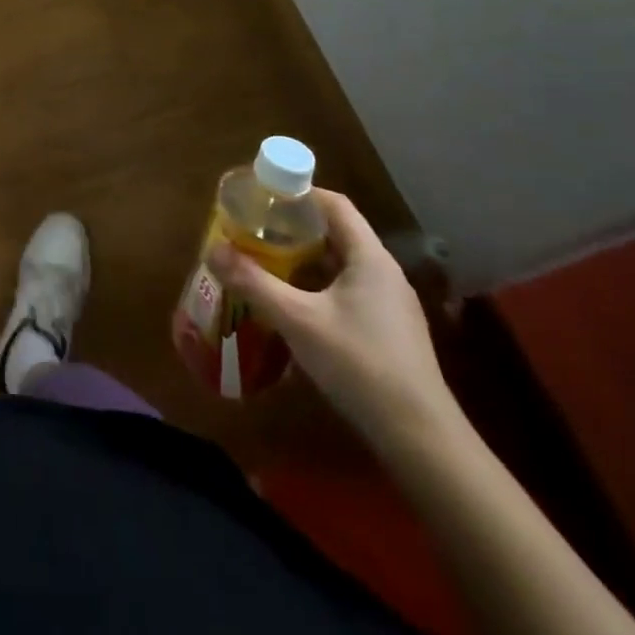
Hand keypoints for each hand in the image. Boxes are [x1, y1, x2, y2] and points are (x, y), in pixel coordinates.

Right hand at [208, 189, 457, 454]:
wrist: (422, 441)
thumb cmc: (360, 365)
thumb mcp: (298, 320)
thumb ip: (254, 283)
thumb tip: (213, 250)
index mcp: (369, 258)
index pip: (334, 204)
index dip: (298, 193)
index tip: (261, 195)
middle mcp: (383, 273)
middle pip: (335, 233)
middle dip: (292, 228)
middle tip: (253, 230)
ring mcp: (389, 305)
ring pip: (339, 265)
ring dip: (302, 260)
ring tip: (264, 263)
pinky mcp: (387, 332)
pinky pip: (346, 292)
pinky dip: (316, 287)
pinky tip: (292, 306)